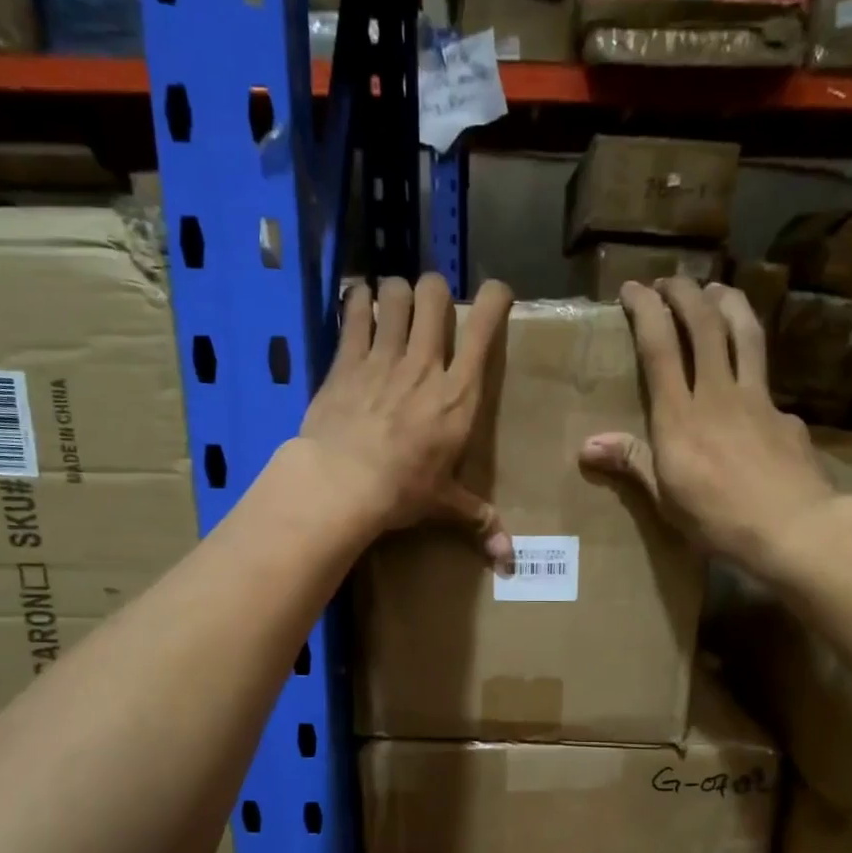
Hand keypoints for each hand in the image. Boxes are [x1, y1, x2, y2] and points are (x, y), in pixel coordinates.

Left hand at [298, 272, 513, 565]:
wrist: (342, 483)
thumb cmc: (402, 492)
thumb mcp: (445, 504)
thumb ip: (479, 521)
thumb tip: (509, 560)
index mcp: (459, 393)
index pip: (484, 326)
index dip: (493, 298)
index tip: (495, 294)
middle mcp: (424, 363)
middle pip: (433, 295)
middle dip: (435, 291)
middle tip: (430, 308)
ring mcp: (383, 356)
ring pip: (394, 294)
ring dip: (396, 293)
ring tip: (392, 305)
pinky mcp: (346, 360)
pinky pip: (354, 313)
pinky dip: (357, 302)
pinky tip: (358, 302)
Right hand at [580, 278, 851, 586]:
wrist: (794, 529)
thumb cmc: (718, 521)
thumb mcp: (666, 500)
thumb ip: (633, 463)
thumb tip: (587, 446)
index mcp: (679, 416)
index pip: (660, 347)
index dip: (647, 310)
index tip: (634, 288)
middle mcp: (718, 394)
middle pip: (704, 325)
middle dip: (686, 293)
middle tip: (672, 281)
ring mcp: (757, 400)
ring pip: (745, 334)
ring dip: (728, 304)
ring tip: (717, 290)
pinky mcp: (786, 415)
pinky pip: (766, 379)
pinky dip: (753, 366)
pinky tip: (751, 381)